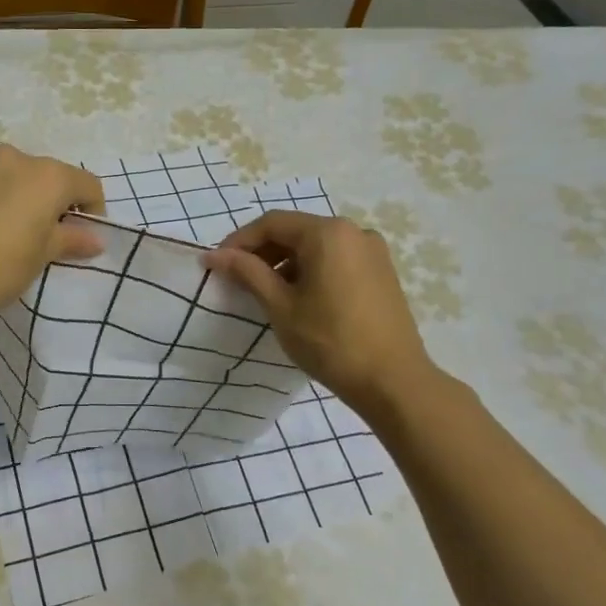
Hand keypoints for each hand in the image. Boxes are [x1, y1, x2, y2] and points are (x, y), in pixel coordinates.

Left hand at [0, 145, 105, 325]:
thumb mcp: (39, 258)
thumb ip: (70, 240)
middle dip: (47, 200)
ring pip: (3, 172)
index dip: (91, 210)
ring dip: (10, 192)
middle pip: (43, 174)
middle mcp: (10, 156)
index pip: (85, 183)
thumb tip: (95, 237)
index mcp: (45, 176)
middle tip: (35, 235)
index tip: (80, 236)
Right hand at [202, 211, 435, 410]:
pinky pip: (337, 259)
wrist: (392, 381)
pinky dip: (311, 270)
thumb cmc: (330, 341)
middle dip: (263, 252)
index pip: (272, 223)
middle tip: (237, 279)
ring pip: (317, 246)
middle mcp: (354, 231)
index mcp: (328, 233)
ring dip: (286, 262)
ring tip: (266, 292)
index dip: (239, 241)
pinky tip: (300, 298)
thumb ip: (247, 273)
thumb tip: (214, 255)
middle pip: (296, 231)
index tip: (217, 264)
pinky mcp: (382, 272)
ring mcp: (373, 251)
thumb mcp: (280, 306)